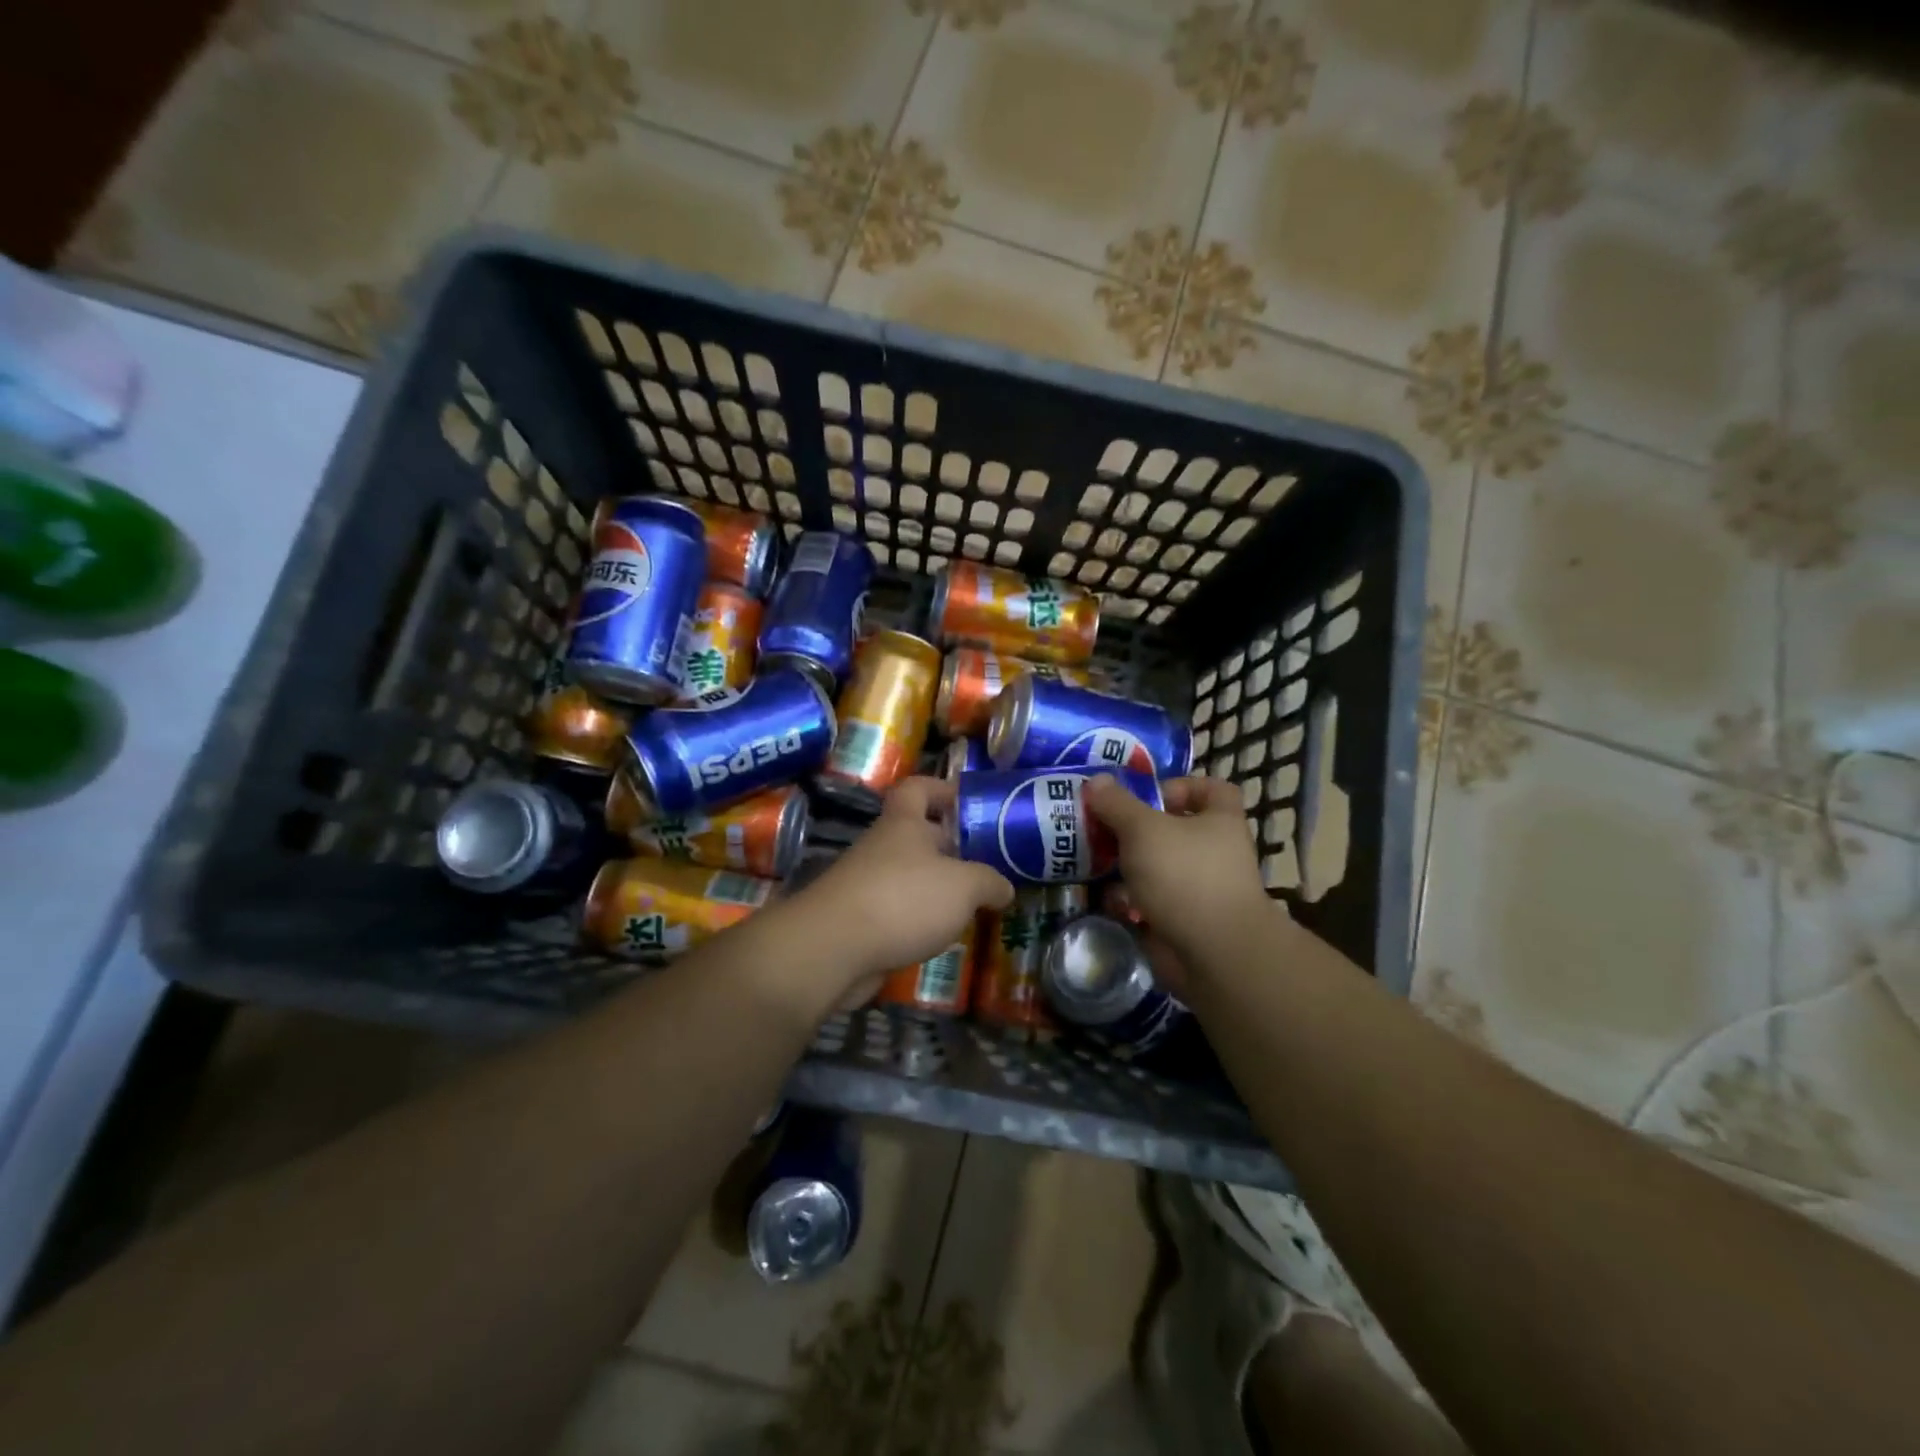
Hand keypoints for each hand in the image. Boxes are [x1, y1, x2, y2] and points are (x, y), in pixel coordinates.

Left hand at [789, 776, 1013, 1000]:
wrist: (832, 948)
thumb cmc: (904, 899)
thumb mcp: (964, 886)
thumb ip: (989, 882)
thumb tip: (1004, 888)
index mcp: (903, 823)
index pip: (917, 788)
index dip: (941, 789)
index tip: (967, 802)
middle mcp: (882, 846)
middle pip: (918, 835)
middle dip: (950, 848)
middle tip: (986, 865)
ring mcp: (866, 883)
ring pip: (908, 876)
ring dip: (936, 888)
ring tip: (971, 906)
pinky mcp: (858, 919)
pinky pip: (896, 910)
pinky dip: (917, 919)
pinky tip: (939, 936)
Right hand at [1083, 774, 1272, 974]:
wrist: (1213, 953)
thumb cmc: (1184, 875)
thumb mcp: (1143, 829)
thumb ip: (1117, 804)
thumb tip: (1097, 780)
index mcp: (1219, 820)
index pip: (1211, 789)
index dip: (1180, 786)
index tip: (1147, 795)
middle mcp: (1215, 851)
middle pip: (1174, 829)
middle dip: (1136, 830)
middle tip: (1102, 829)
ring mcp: (1201, 889)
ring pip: (1158, 868)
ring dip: (1128, 867)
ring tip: (1096, 864)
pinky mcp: (1184, 920)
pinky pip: (1153, 902)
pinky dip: (1132, 902)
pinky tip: (1111, 902)